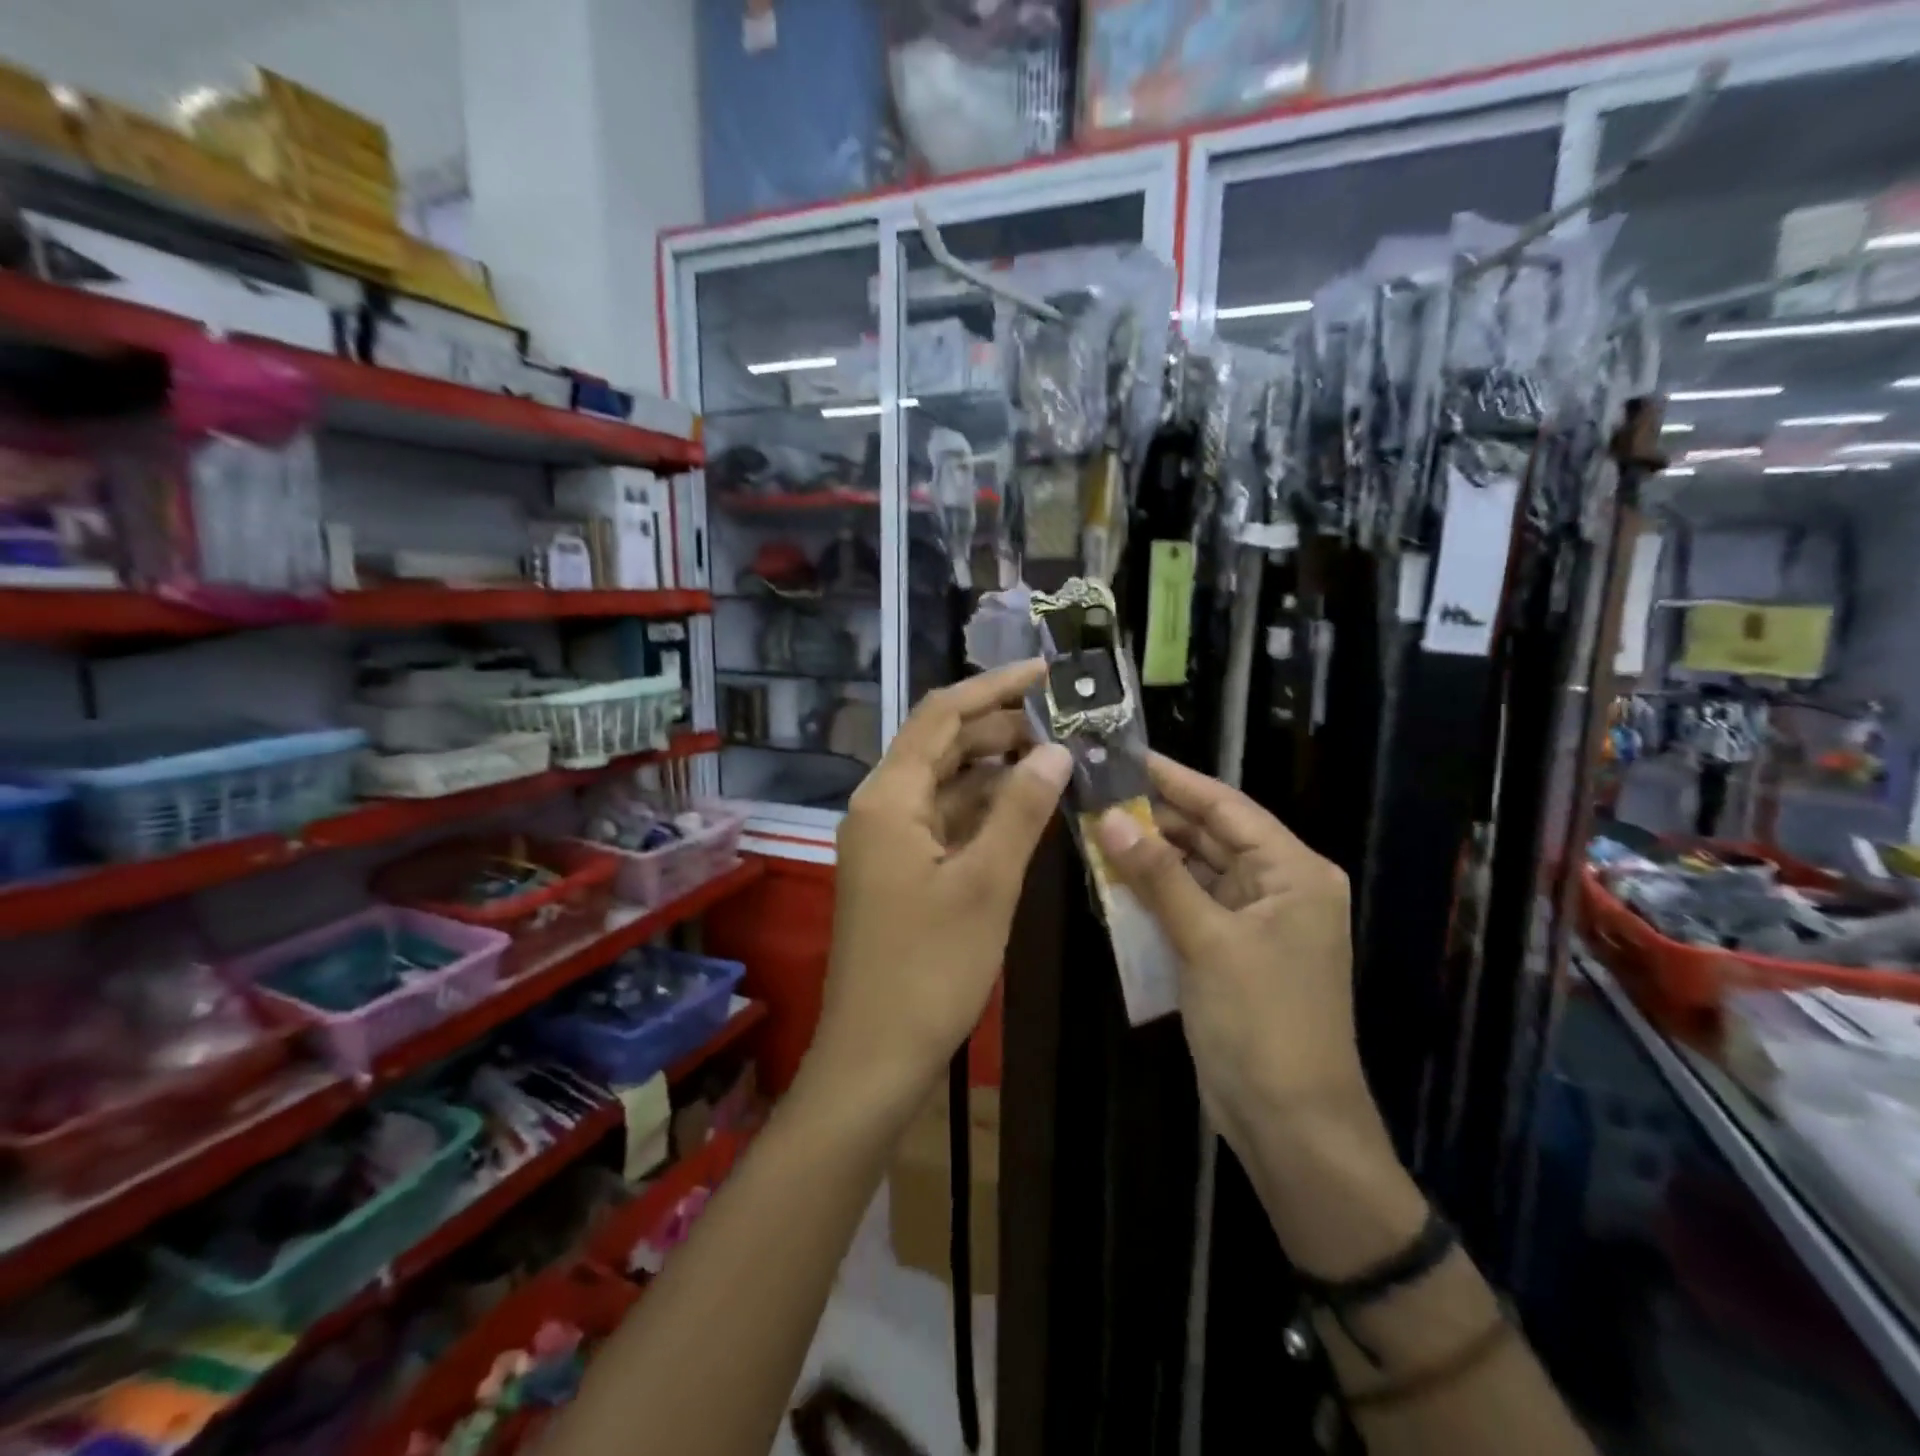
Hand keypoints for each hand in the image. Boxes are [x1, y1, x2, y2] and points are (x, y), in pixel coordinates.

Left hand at [811, 660, 1072, 1109]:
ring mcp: (889, 839)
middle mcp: (881, 806)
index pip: (942, 716)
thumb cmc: (930, 969)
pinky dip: (984, 808)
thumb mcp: (986, 884)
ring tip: (1056, 756)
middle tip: (1065, 722)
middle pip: (942, 745)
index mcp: (889, 797)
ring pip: (946, 783)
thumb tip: (1056, 751)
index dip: (994, 688)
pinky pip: (945, 819)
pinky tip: (1026, 805)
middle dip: (1000, 728)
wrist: (875, 1055)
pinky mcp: (901, 868)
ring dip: (995, 768)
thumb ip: (1020, 811)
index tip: (1047, 672)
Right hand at [1095, 756, 1372, 1151]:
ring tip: (1095, 826)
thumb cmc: (1262, 1022)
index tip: (1127, 755)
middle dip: (1156, 817)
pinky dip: (1154, 894)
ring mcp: (1254, 923)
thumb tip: (1110, 817)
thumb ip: (1158, 875)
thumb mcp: (1208, 940)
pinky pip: (1188, 907)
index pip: (1228, 807)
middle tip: (1097, 792)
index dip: (1176, 780)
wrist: (1290, 1125)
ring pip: (1195, 872)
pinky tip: (1113, 878)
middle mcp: (1278, 888)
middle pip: (1211, 836)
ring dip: (1150, 855)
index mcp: (1294, 872)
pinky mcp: (1230, 953)